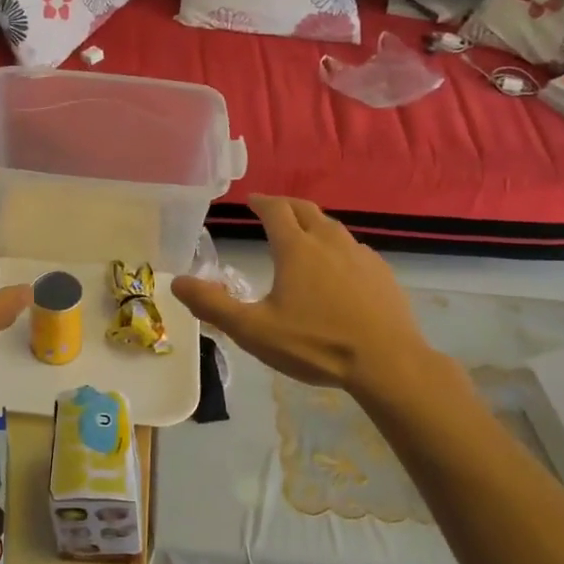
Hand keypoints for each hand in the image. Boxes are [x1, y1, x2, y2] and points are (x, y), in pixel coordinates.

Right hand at [170, 196, 431, 397]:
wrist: (387, 363)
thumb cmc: (315, 344)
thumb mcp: (254, 330)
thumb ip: (213, 306)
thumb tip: (176, 281)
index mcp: (296, 248)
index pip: (276, 210)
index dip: (261, 202)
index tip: (251, 200)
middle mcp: (329, 241)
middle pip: (306, 210)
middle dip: (286, 205)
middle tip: (273, 210)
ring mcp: (360, 255)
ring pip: (333, 227)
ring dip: (313, 223)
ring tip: (303, 235)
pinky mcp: (382, 273)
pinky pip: (354, 249)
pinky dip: (337, 247)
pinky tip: (337, 268)